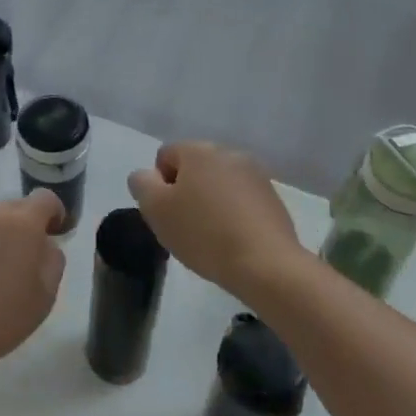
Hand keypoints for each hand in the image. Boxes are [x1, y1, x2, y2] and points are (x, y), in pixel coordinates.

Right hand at [127, 141, 300, 297]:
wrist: (266, 265)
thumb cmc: (204, 234)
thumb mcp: (156, 210)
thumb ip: (142, 184)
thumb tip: (146, 176)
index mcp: (198, 150)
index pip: (165, 156)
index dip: (159, 185)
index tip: (166, 214)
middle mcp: (228, 152)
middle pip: (194, 168)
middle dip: (186, 192)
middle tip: (185, 227)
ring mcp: (255, 174)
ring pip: (219, 183)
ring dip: (210, 202)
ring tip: (211, 237)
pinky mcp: (273, 197)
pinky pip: (241, 199)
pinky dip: (233, 213)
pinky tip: (234, 240)